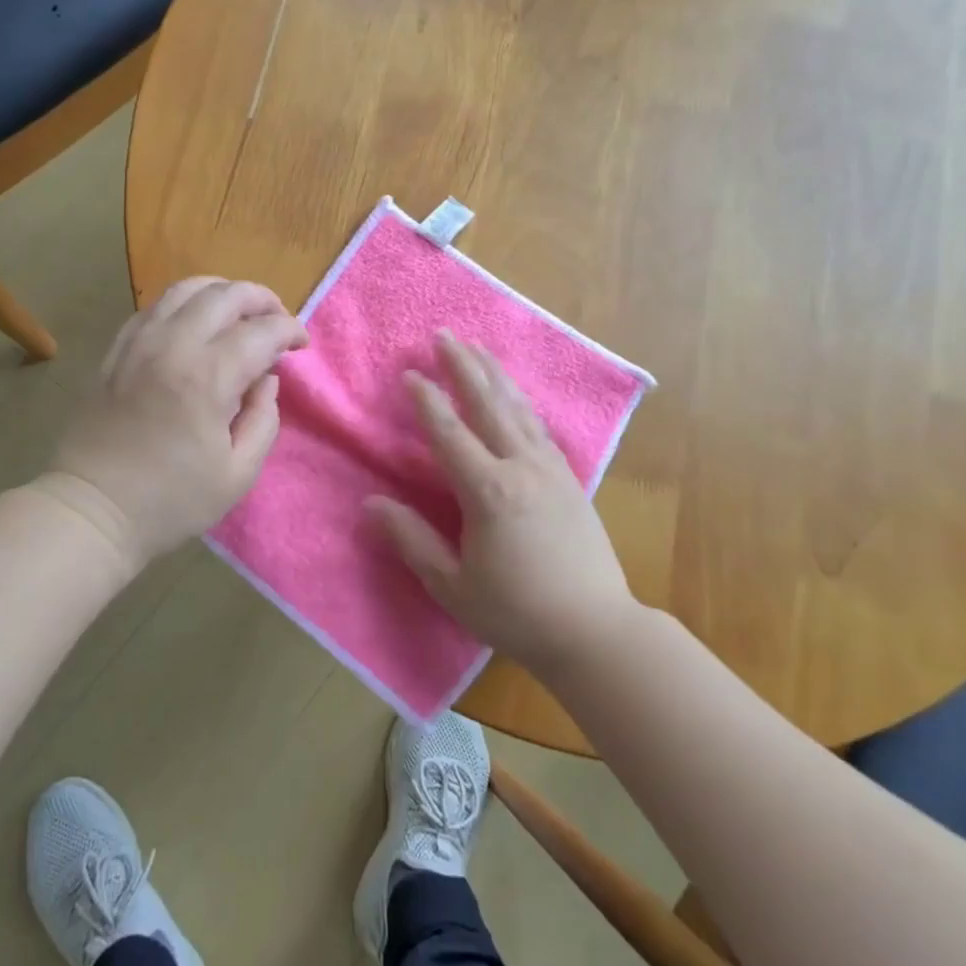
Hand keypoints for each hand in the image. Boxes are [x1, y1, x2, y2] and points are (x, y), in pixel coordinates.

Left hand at [42, 278, 306, 571]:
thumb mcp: (238, 473)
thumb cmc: (171, 500)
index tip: (301, 344)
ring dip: (223, 292)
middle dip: (262, 299)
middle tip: (278, 321)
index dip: (290, 330)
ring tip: (240, 313)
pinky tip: (195, 324)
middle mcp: (173, 345)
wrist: (92, 509)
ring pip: (186, 289)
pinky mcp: (116, 349)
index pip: (262, 331)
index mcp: (208, 377)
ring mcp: (139, 342)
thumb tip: (266, 378)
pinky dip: (185, 304)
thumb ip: (263, 418)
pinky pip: (155, 306)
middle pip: (226, 294)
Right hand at [366, 331, 634, 671]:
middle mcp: (521, 467)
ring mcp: (551, 469)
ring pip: (518, 408)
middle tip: (445, 334)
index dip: (428, 401)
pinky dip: (521, 401)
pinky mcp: (570, 478)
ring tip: (477, 348)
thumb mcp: (453, 585)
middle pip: (488, 404)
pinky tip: (515, 394)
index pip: (450, 433)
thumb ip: (411, 540)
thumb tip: (370, 504)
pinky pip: (539, 426)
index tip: (410, 373)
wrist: (595, 630)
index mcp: (489, 492)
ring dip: (494, 375)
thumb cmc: (516, 612)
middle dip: (464, 367)